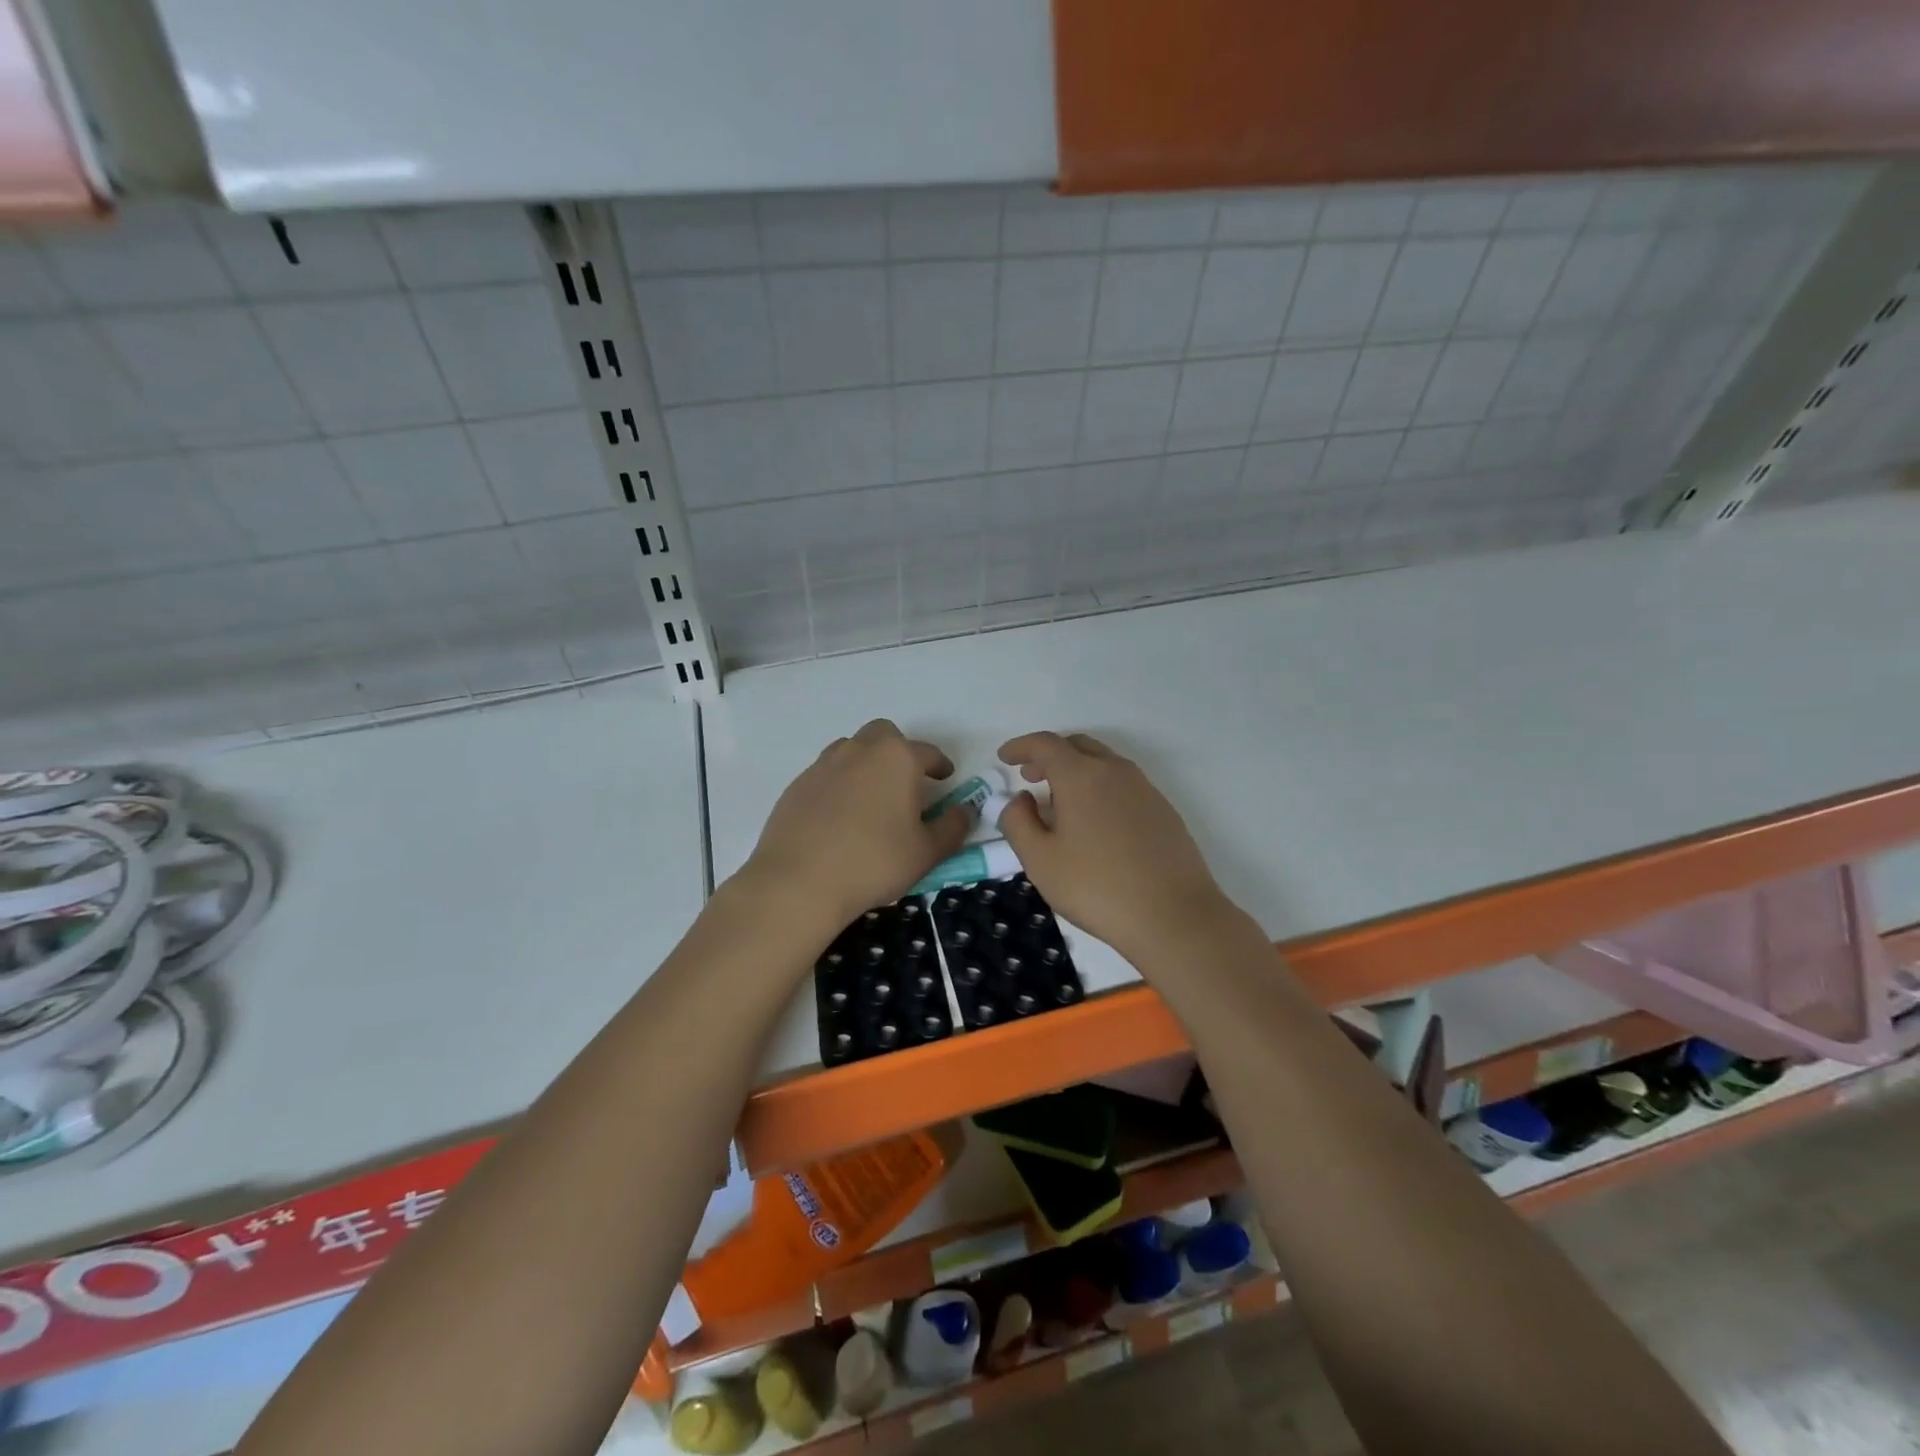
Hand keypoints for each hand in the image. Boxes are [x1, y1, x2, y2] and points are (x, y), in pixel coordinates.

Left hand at [740, 719, 974, 927]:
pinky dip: (839, 785)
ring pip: (851, 749)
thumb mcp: (927, 852)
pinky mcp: (797, 785)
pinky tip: (840, 816)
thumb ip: (952, 827)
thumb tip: (964, 810)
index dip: (940, 765)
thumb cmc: (874, 862)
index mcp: (897, 758)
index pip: (928, 752)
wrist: (798, 882)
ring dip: (867, 764)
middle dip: (899, 751)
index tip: (945, 778)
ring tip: (872, 798)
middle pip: (884, 735)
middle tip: (906, 782)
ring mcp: (823, 765)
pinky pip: (826, 774)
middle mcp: (859, 750)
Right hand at [997, 731, 1237, 964]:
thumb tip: (1020, 799)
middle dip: (1049, 756)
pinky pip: (1123, 784)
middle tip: (1030, 777)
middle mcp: (1115, 771)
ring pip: (1103, 763)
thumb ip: (1018, 822)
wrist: (1174, 916)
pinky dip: (1100, 787)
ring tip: (1060, 802)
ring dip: (1076, 770)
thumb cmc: (1096, 887)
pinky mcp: (1163, 810)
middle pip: (1077, 746)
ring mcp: (1144, 788)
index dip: (1021, 747)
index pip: (1045, 745)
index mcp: (1081, 775)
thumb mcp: (1040, 860)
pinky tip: (1095, 821)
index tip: (1004, 757)